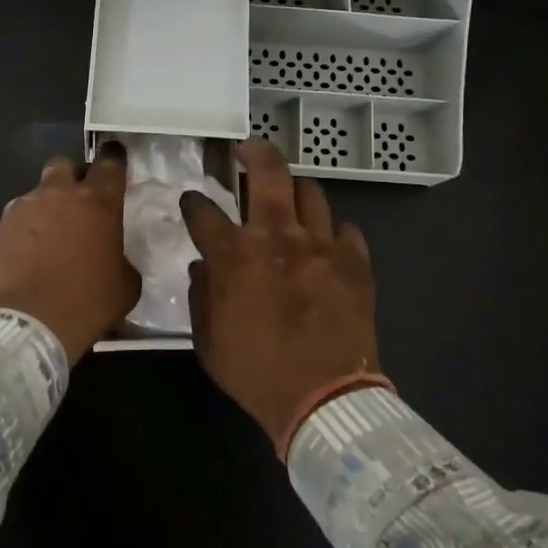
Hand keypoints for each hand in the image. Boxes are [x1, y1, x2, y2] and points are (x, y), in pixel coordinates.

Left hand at [0, 145, 139, 363]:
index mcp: (98, 202)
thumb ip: (123, 260)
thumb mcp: (125, 285)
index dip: (114, 158)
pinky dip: (27, 228)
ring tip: (51, 234)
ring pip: (38, 191)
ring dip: (47, 205)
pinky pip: (19, 217)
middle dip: (73, 175)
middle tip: (79, 199)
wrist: (28, 323)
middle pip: (65, 164)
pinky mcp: (1, 228)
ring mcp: (25, 207)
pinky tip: (30, 252)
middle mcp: (60, 194)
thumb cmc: (87, 302)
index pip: (110, 163)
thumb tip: (115, 260)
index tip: (116, 159)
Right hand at [181, 138, 381, 454]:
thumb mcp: (208, 341)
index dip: (193, 202)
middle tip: (247, 149)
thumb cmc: (256, 372)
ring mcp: (321, 245)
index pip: (204, 211)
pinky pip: (346, 230)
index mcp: (234, 256)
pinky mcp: (355, 262)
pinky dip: (333, 232)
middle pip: (268, 173)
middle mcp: (277, 237)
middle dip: (254, 152)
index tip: (192, 201)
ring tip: (290, 197)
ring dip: (295, 190)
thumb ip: (201, 296)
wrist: (324, 399)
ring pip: (311, 192)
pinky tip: (327, 243)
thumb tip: (202, 267)